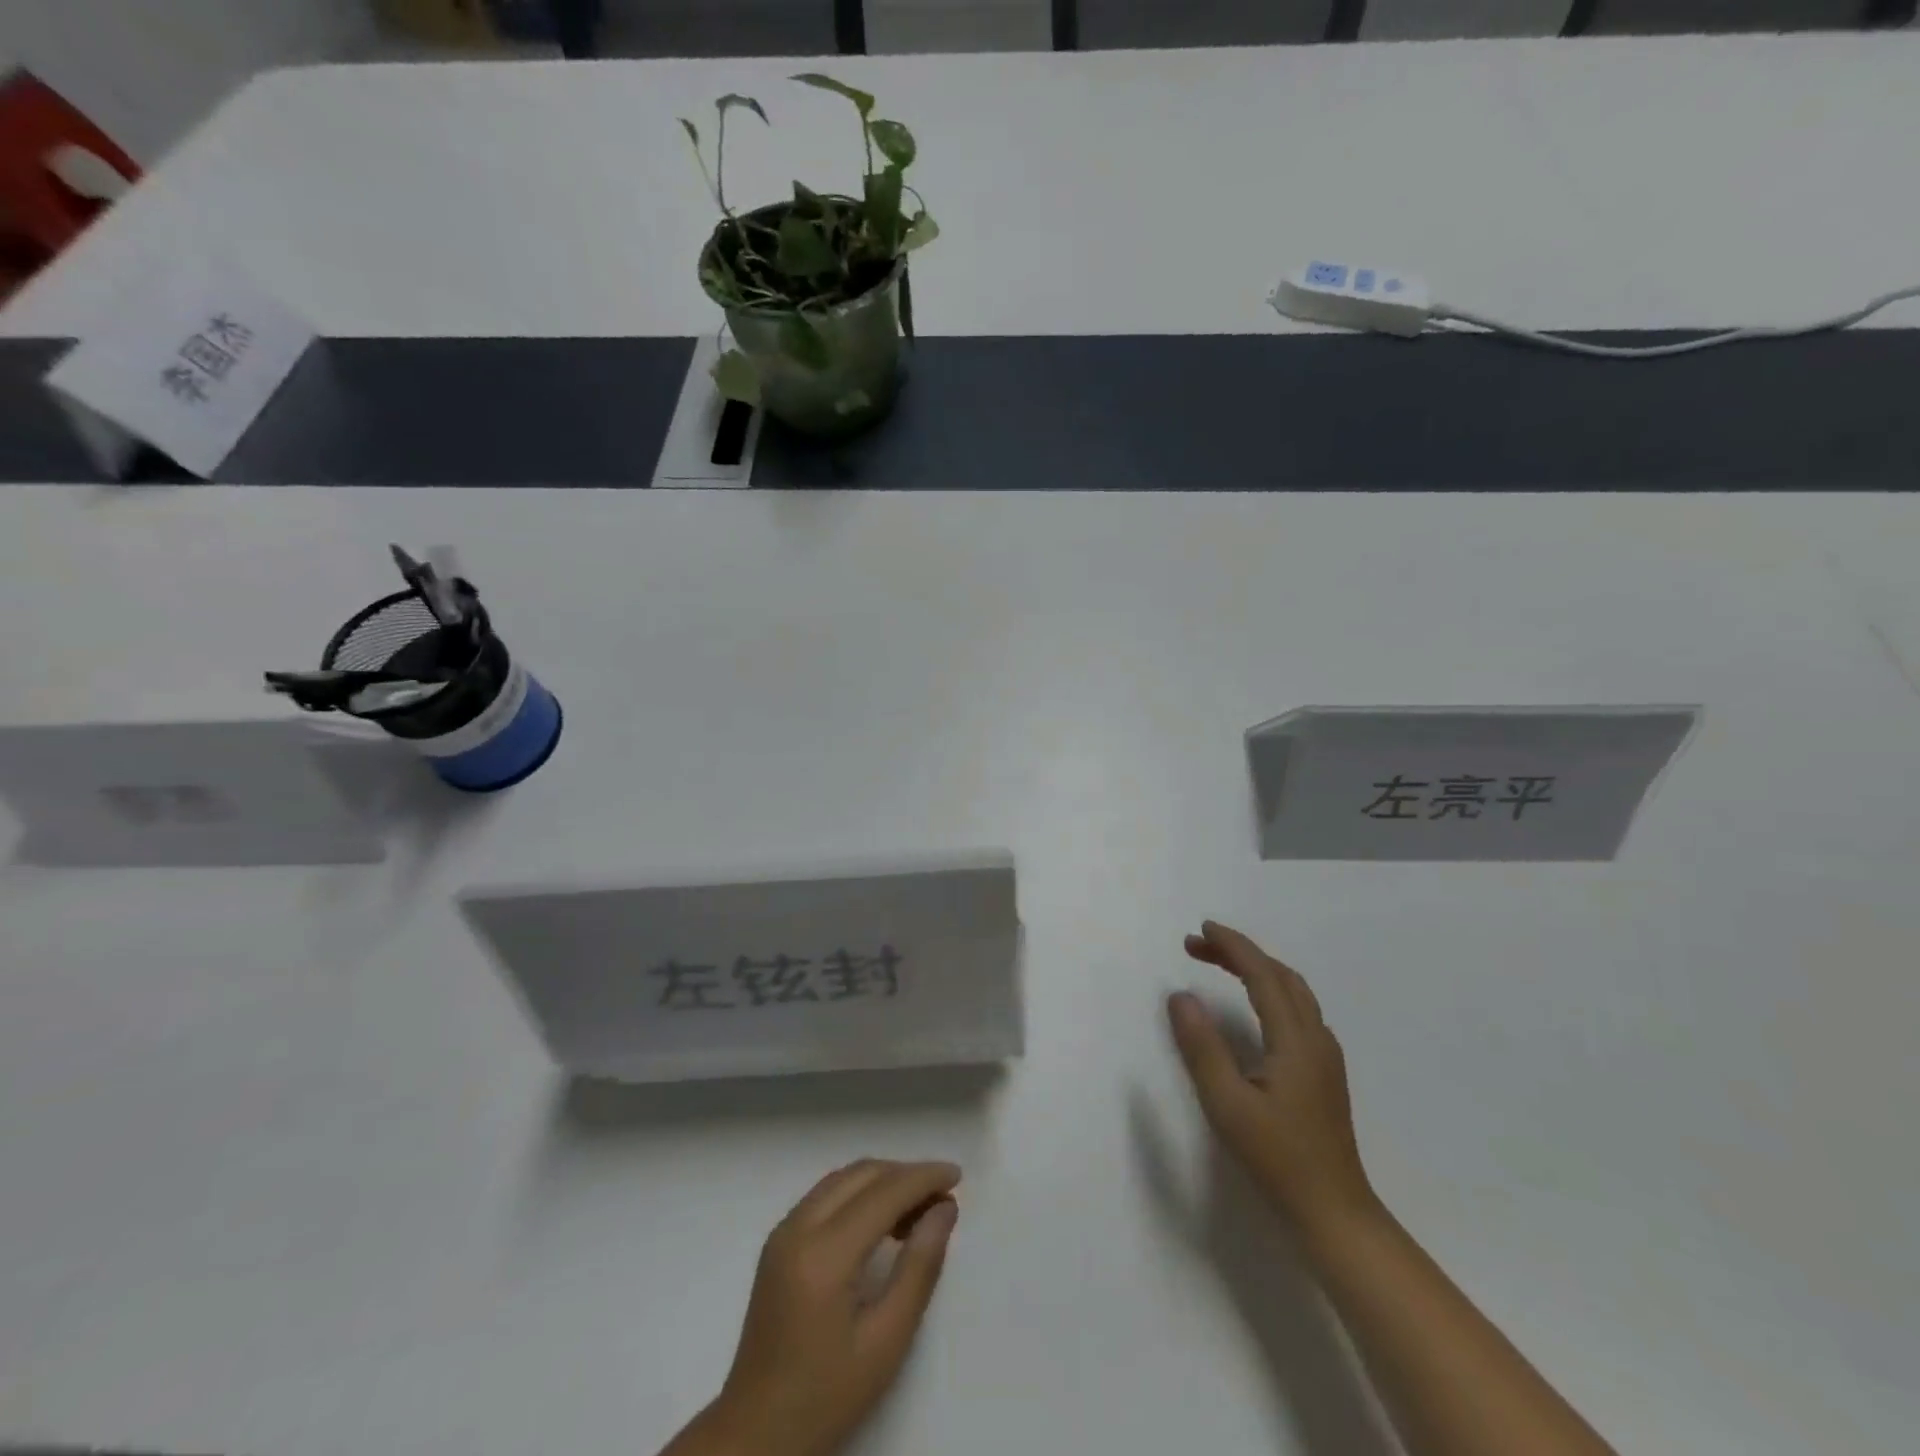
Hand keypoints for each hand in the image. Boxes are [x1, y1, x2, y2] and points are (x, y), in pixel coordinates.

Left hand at [683, 1159, 961, 1455]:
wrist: (757, 1433)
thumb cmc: (828, 1395)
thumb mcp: (886, 1341)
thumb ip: (919, 1268)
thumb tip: (945, 1210)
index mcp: (823, 1254)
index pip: (883, 1192)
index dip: (923, 1178)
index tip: (956, 1175)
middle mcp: (798, 1227)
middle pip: (861, 1175)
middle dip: (905, 1175)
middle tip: (942, 1198)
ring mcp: (783, 1231)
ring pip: (843, 1179)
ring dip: (882, 1181)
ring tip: (919, 1210)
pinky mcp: (778, 1242)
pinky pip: (826, 1195)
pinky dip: (860, 1194)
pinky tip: (882, 1222)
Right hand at [1167, 921, 1375, 1235]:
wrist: (1335, 1214)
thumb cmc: (1277, 1159)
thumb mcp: (1227, 1104)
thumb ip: (1202, 1047)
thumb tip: (1180, 996)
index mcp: (1295, 1040)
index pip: (1263, 974)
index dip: (1232, 947)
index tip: (1199, 931)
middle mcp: (1316, 1039)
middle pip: (1281, 976)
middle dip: (1240, 953)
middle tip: (1198, 946)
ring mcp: (1325, 1057)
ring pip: (1294, 993)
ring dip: (1257, 969)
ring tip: (1220, 966)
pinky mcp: (1324, 1074)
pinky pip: (1298, 1011)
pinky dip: (1270, 991)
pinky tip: (1254, 1008)